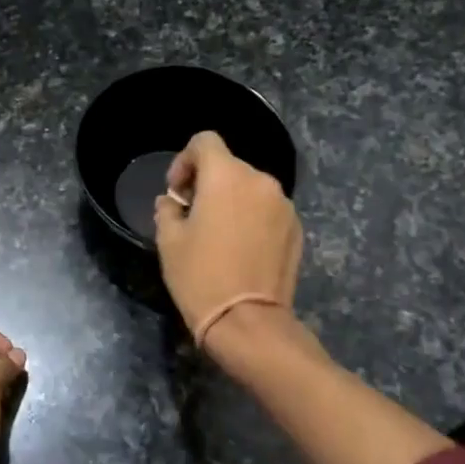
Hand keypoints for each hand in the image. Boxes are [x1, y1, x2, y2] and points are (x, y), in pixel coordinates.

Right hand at [153, 131, 302, 345]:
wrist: (248, 322)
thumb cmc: (200, 276)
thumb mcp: (169, 241)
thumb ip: (167, 210)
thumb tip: (172, 203)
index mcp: (226, 176)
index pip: (205, 141)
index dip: (185, 160)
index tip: (177, 192)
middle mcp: (260, 182)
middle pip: (229, 165)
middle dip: (208, 183)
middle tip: (192, 215)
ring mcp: (284, 206)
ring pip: (250, 189)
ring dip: (232, 201)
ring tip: (218, 235)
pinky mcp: (296, 229)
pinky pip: (268, 211)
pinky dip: (252, 219)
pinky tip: (241, 250)